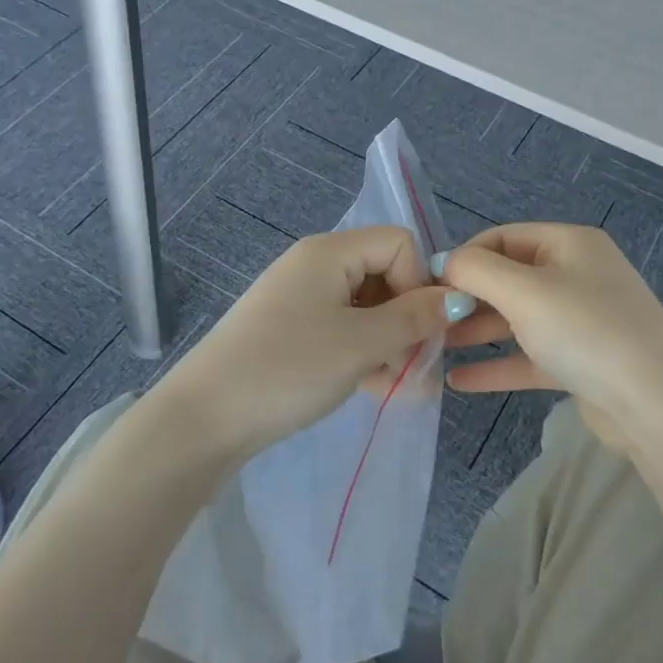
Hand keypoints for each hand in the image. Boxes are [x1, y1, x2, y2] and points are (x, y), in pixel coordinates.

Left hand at [153, 226, 471, 459]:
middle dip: (406, 319)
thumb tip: (458, 297)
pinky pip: (341, 328)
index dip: (419, 281)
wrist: (205, 419)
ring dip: (388, 342)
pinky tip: (371, 387)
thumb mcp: (362, 344)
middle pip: (383, 274)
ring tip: (395, 386)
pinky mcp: (290, 329)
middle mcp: (314, 265)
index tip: (417, 329)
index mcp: (329, 252)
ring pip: (365, 307)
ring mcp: (299, 298)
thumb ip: (414, 318)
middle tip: (413, 366)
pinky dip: (361, 352)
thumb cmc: (289, 368)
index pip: (399, 243)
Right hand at [439, 223, 662, 449]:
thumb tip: (444, 262)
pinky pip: (530, 355)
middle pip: (509, 278)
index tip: (428, 286)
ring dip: (477, 332)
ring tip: (433, 349)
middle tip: (428, 321)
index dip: (464, 257)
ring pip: (518, 319)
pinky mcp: (581, 362)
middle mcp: (577, 275)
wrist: (656, 406)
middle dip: (468, 298)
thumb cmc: (586, 332)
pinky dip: (498, 364)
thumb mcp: (524, 292)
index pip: (503, 238)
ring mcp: (582, 320)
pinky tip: (459, 380)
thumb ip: (476, 271)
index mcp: (570, 244)